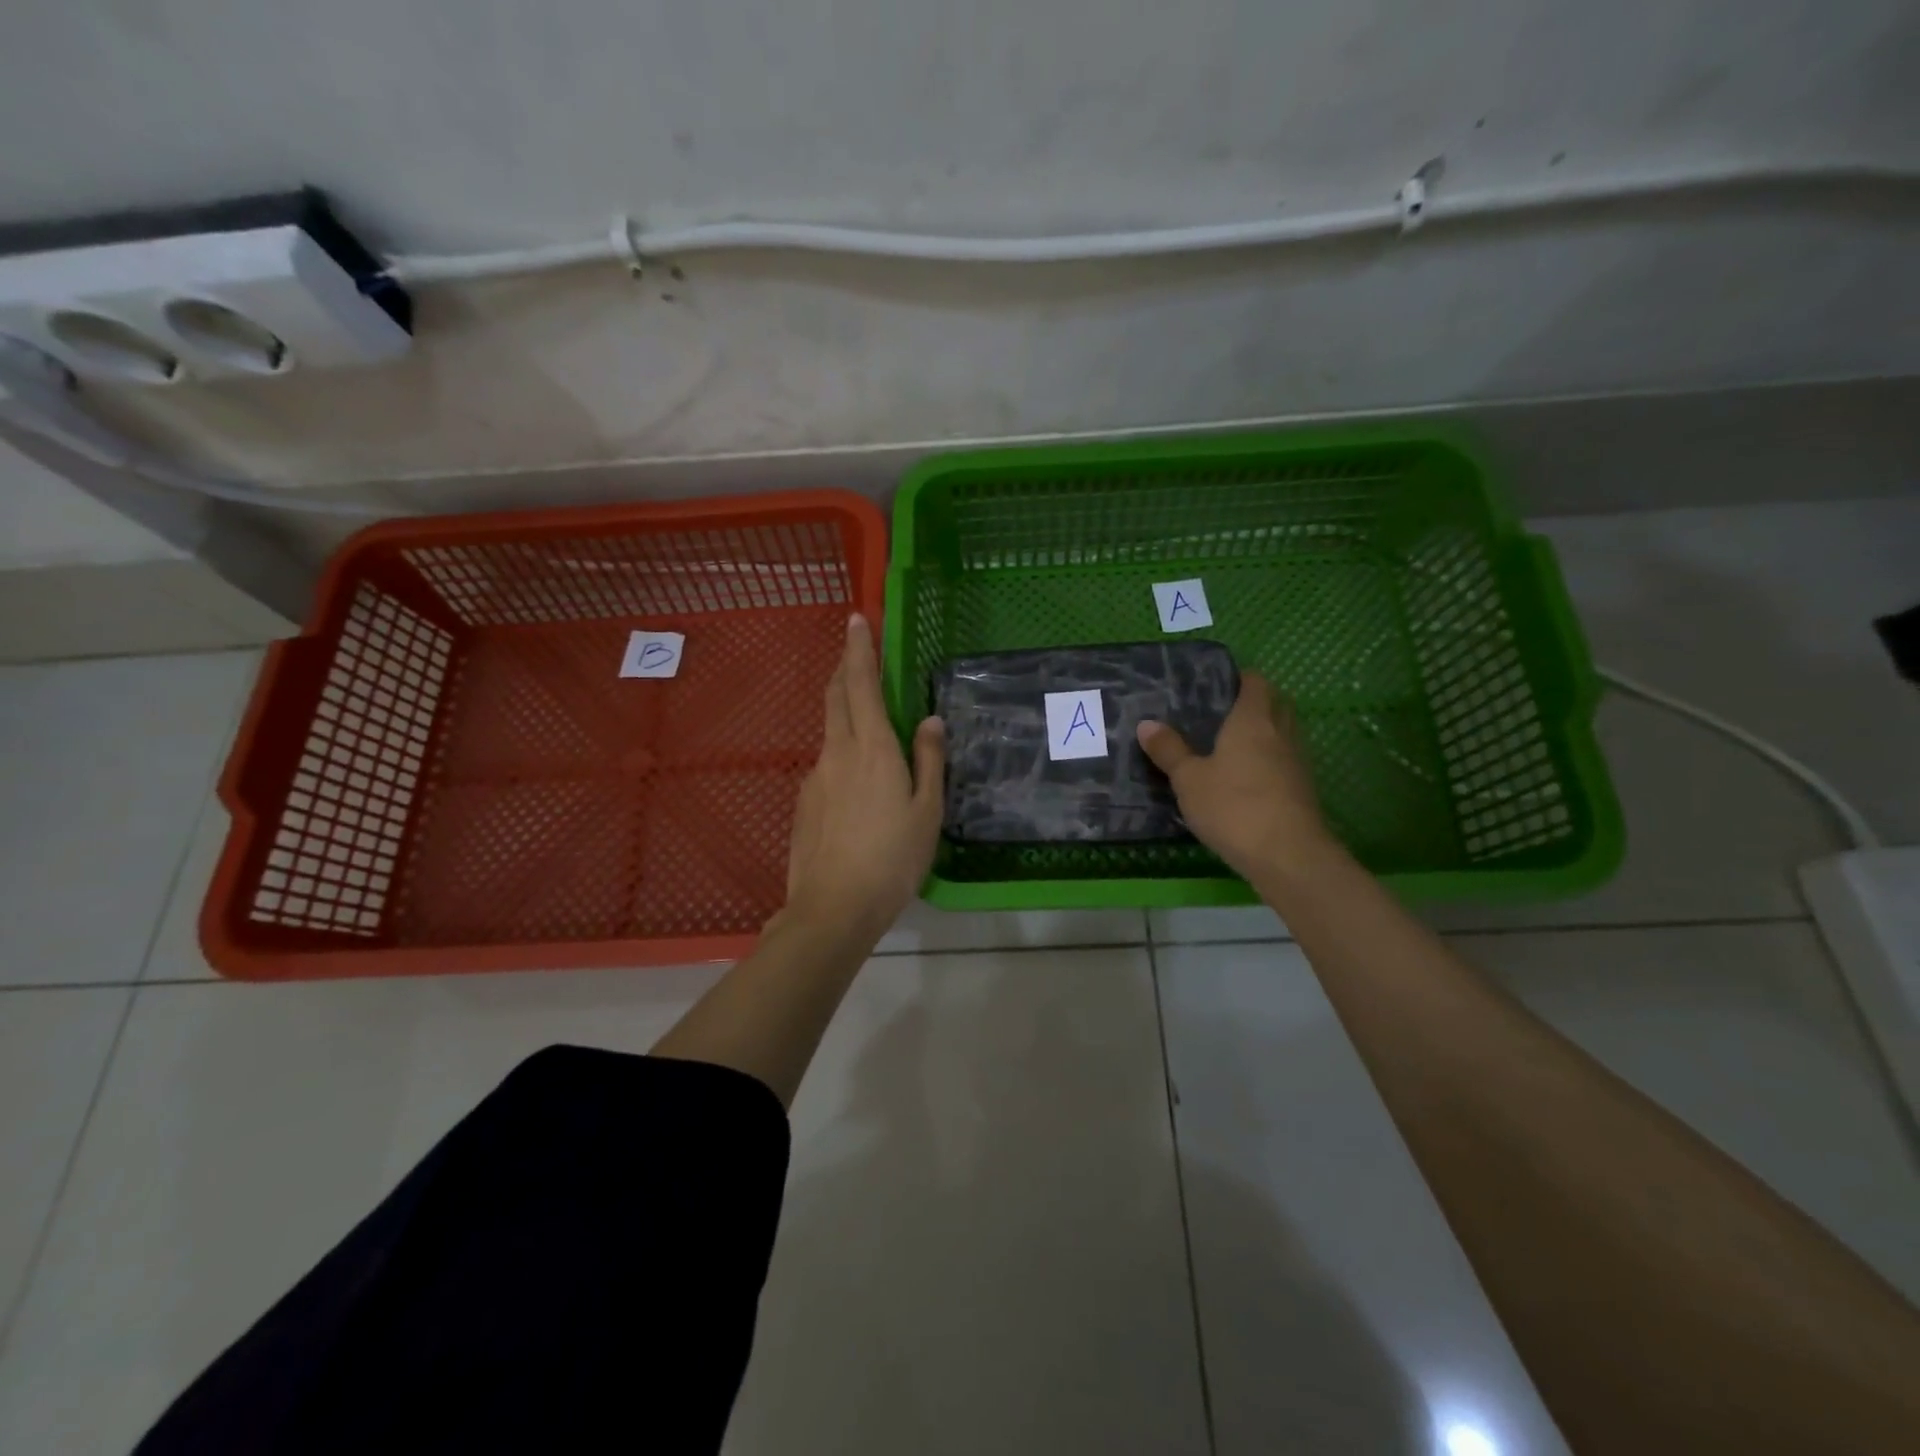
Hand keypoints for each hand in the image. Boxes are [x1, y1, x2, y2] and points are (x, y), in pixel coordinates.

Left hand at [779, 614, 944, 942]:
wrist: (832, 909)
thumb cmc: (892, 859)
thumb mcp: (927, 811)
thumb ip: (929, 760)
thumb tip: (930, 720)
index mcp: (872, 749)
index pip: (860, 684)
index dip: (858, 649)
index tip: (855, 619)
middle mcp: (837, 752)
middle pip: (836, 697)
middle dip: (845, 668)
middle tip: (856, 653)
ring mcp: (815, 777)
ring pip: (830, 730)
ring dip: (843, 710)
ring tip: (867, 721)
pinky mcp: (805, 802)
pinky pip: (826, 763)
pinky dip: (842, 752)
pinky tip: (858, 785)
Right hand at [1137, 671, 1334, 879]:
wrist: (1287, 855)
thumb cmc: (1233, 806)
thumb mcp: (1188, 779)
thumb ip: (1169, 750)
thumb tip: (1147, 724)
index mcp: (1253, 719)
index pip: (1255, 681)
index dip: (1237, 678)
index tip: (1213, 686)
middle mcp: (1281, 732)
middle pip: (1273, 703)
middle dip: (1251, 703)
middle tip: (1217, 714)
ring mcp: (1297, 760)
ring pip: (1281, 733)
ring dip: (1261, 733)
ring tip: (1226, 745)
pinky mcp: (1302, 788)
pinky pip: (1283, 760)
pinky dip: (1267, 760)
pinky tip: (1242, 778)